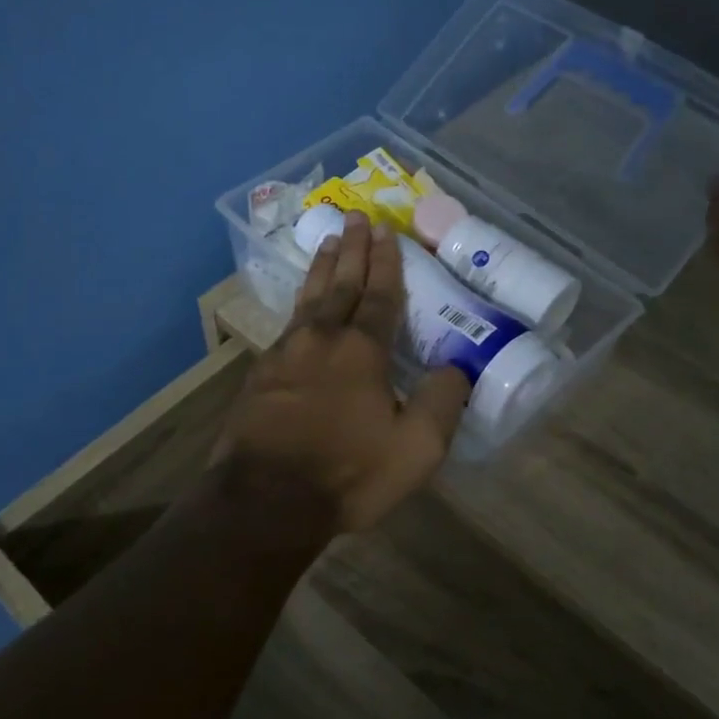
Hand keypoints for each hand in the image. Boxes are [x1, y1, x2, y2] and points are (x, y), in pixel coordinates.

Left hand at [215, 211, 470, 532]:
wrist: (265, 502)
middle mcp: (321, 340)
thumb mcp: (416, 449)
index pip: (378, 295)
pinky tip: (300, 306)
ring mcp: (285, 355)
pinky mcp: (261, 376)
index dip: (385, 262)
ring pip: (308, 299)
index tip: (384, 230)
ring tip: (327, 240)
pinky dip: (300, 304)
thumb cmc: (347, 474)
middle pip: (340, 284)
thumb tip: (457, 367)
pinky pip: (287, 325)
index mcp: (362, 351)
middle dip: (351, 249)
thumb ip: (442, 403)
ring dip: (321, 267)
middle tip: (354, 216)